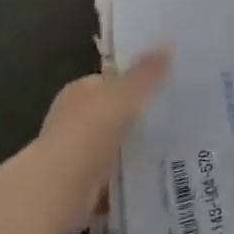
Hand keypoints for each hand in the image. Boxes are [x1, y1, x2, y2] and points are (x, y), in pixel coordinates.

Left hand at [31, 48, 170, 233]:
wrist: (58, 190)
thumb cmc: (90, 132)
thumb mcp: (125, 94)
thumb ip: (147, 72)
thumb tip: (168, 44)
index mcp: (79, 92)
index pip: (110, 81)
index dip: (135, 82)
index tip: (165, 86)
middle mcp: (74, 120)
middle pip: (113, 114)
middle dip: (137, 117)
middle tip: (174, 117)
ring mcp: (76, 154)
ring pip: (114, 146)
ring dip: (134, 149)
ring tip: (172, 146)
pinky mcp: (81, 186)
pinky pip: (113, 177)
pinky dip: (128, 179)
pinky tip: (154, 177)